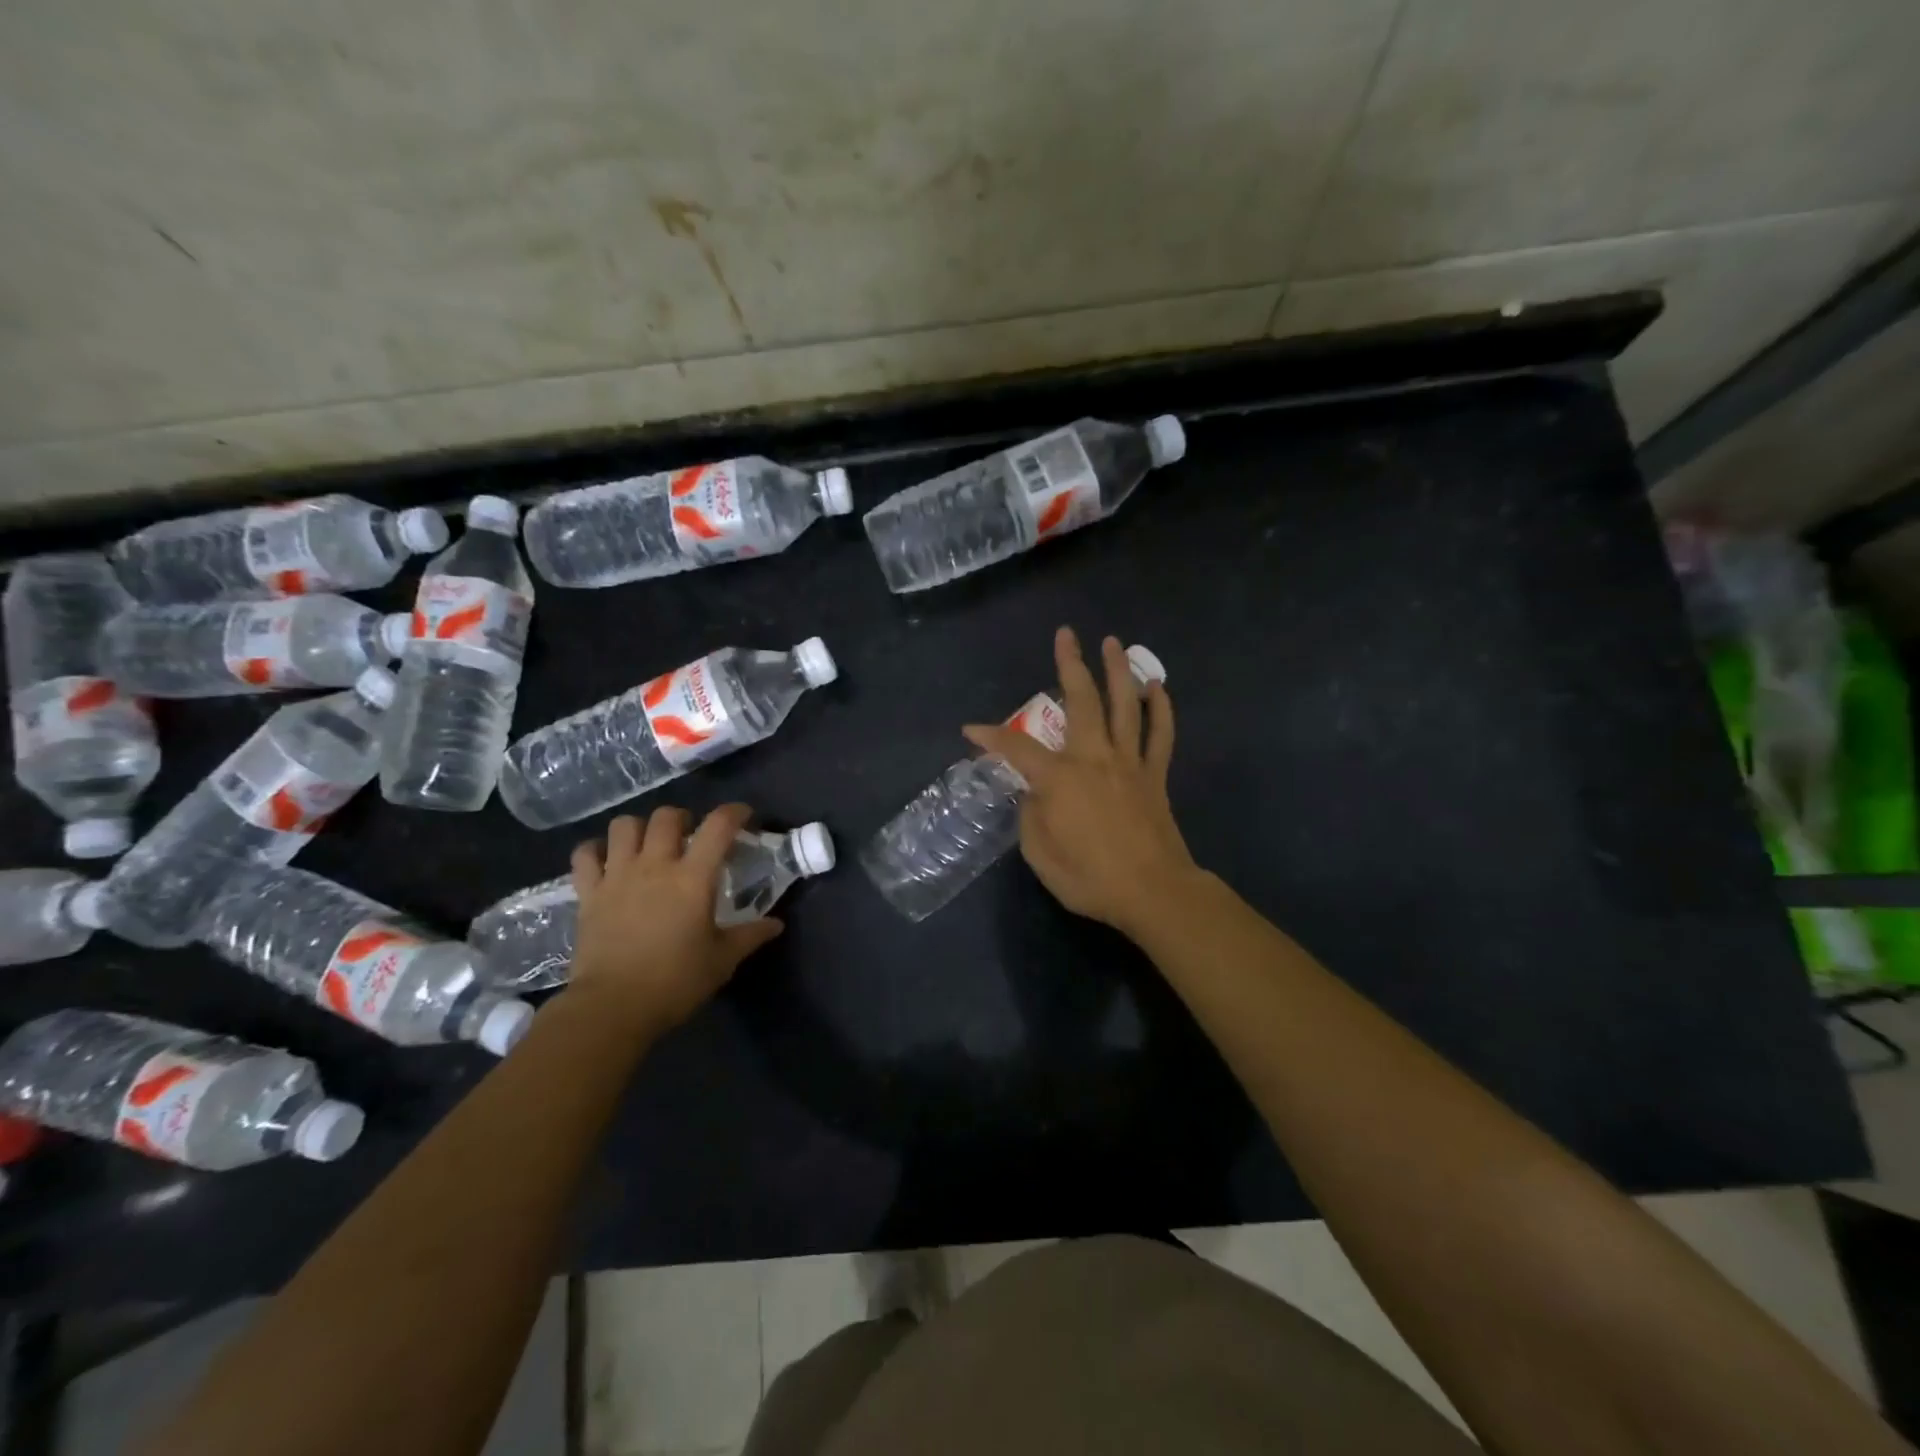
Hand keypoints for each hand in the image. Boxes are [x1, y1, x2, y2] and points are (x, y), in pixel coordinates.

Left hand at [564, 804, 782, 1038]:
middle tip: (690, 836)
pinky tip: (607, 861)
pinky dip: (595, 850)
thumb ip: (750, 936)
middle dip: (683, 818)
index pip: (718, 826)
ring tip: (648, 844)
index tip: (743, 816)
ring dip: (639, 828)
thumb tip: (776, 924)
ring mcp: (617, 876)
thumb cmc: (675, 982)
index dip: (734, 812)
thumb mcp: (722, 960)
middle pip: (667, 817)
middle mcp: (655, 865)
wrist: (612, 1007)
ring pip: (624, 825)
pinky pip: (585, 854)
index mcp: (693, 878)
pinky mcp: (588, 893)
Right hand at [963, 627, 1199, 937]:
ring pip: (1125, 705)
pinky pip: (1161, 735)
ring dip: (1118, 671)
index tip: (970, 730)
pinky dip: (1161, 709)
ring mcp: (1129, 763)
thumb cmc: (1090, 878)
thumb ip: (1031, 816)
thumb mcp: (1041, 855)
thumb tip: (1034, 793)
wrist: (1153, 892)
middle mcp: (1094, 757)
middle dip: (1069, 665)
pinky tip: (1157, 687)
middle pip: (1081, 701)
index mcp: (1060, 778)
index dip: (990, 737)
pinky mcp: (1155, 775)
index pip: (1016, 749)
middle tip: (1065, 635)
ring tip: (1113, 643)